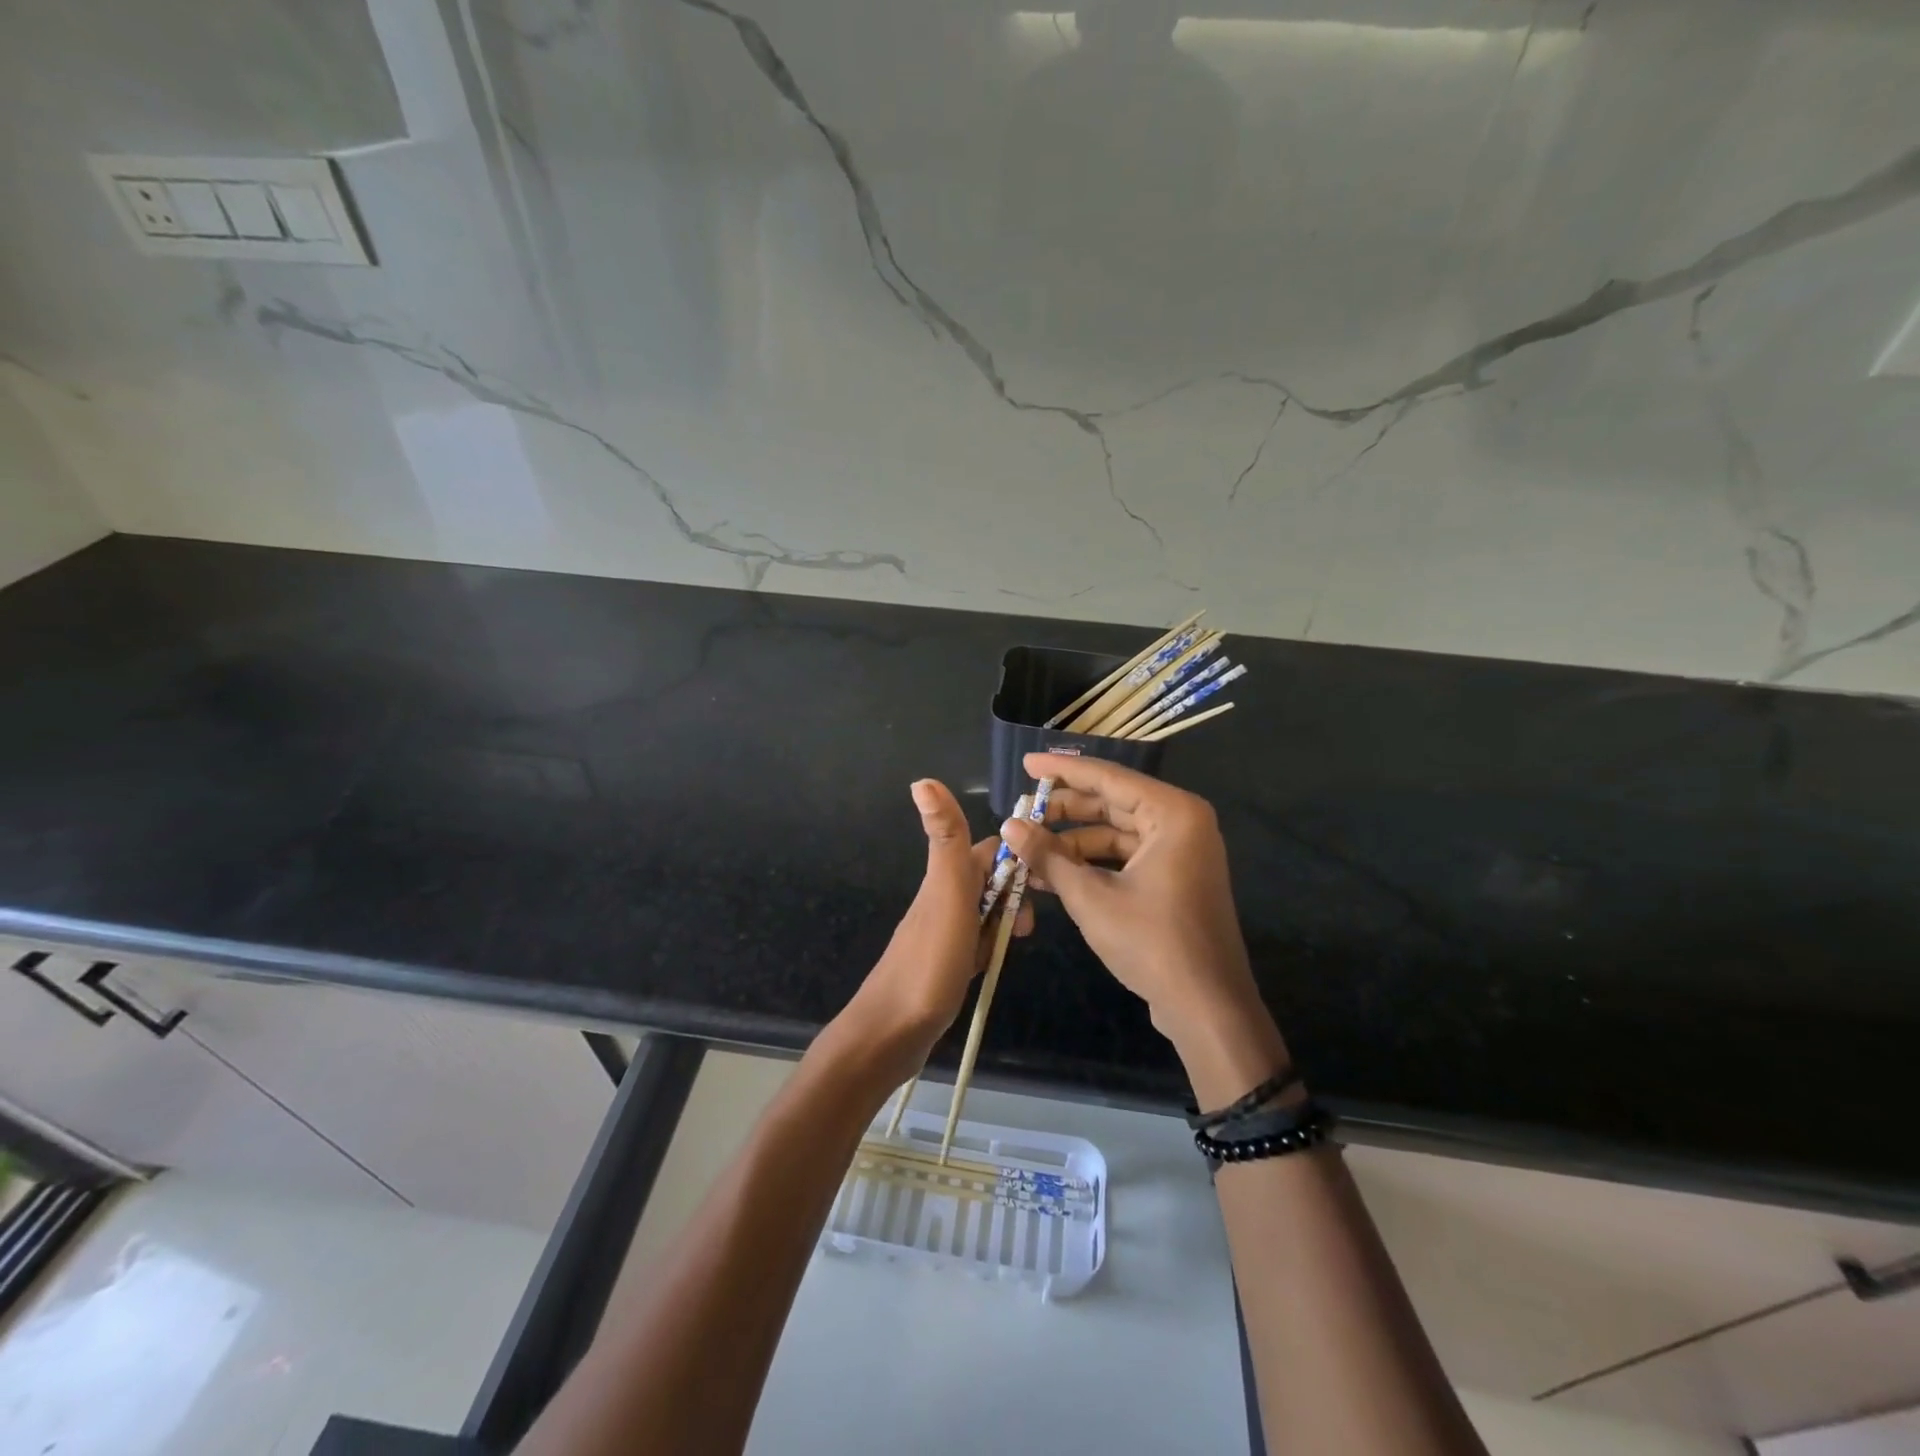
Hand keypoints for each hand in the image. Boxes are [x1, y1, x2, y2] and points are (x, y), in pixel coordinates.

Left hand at [827, 779, 1028, 1087]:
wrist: (891, 1034)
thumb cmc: (928, 962)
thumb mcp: (946, 894)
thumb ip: (945, 839)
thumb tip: (922, 780)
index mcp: (944, 878)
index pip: (988, 849)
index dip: (1016, 855)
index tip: (1044, 876)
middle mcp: (942, 899)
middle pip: (989, 880)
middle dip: (1015, 892)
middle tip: (1026, 925)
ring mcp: (943, 932)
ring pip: (985, 912)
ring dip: (1005, 920)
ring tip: (1015, 944)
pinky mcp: (946, 963)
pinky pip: (977, 942)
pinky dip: (992, 946)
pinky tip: (994, 962)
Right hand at [999, 753, 1288, 1105]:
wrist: (1207, 1009)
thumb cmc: (1152, 943)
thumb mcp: (1091, 897)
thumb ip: (1048, 857)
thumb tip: (1009, 826)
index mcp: (1173, 813)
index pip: (1108, 777)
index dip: (1062, 770)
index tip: (1026, 763)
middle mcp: (1181, 823)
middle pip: (1112, 803)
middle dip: (1063, 811)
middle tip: (1020, 813)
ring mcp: (1180, 852)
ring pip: (1116, 832)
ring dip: (1072, 843)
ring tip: (1027, 851)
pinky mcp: (1174, 878)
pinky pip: (1126, 857)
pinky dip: (1091, 864)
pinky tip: (1051, 876)